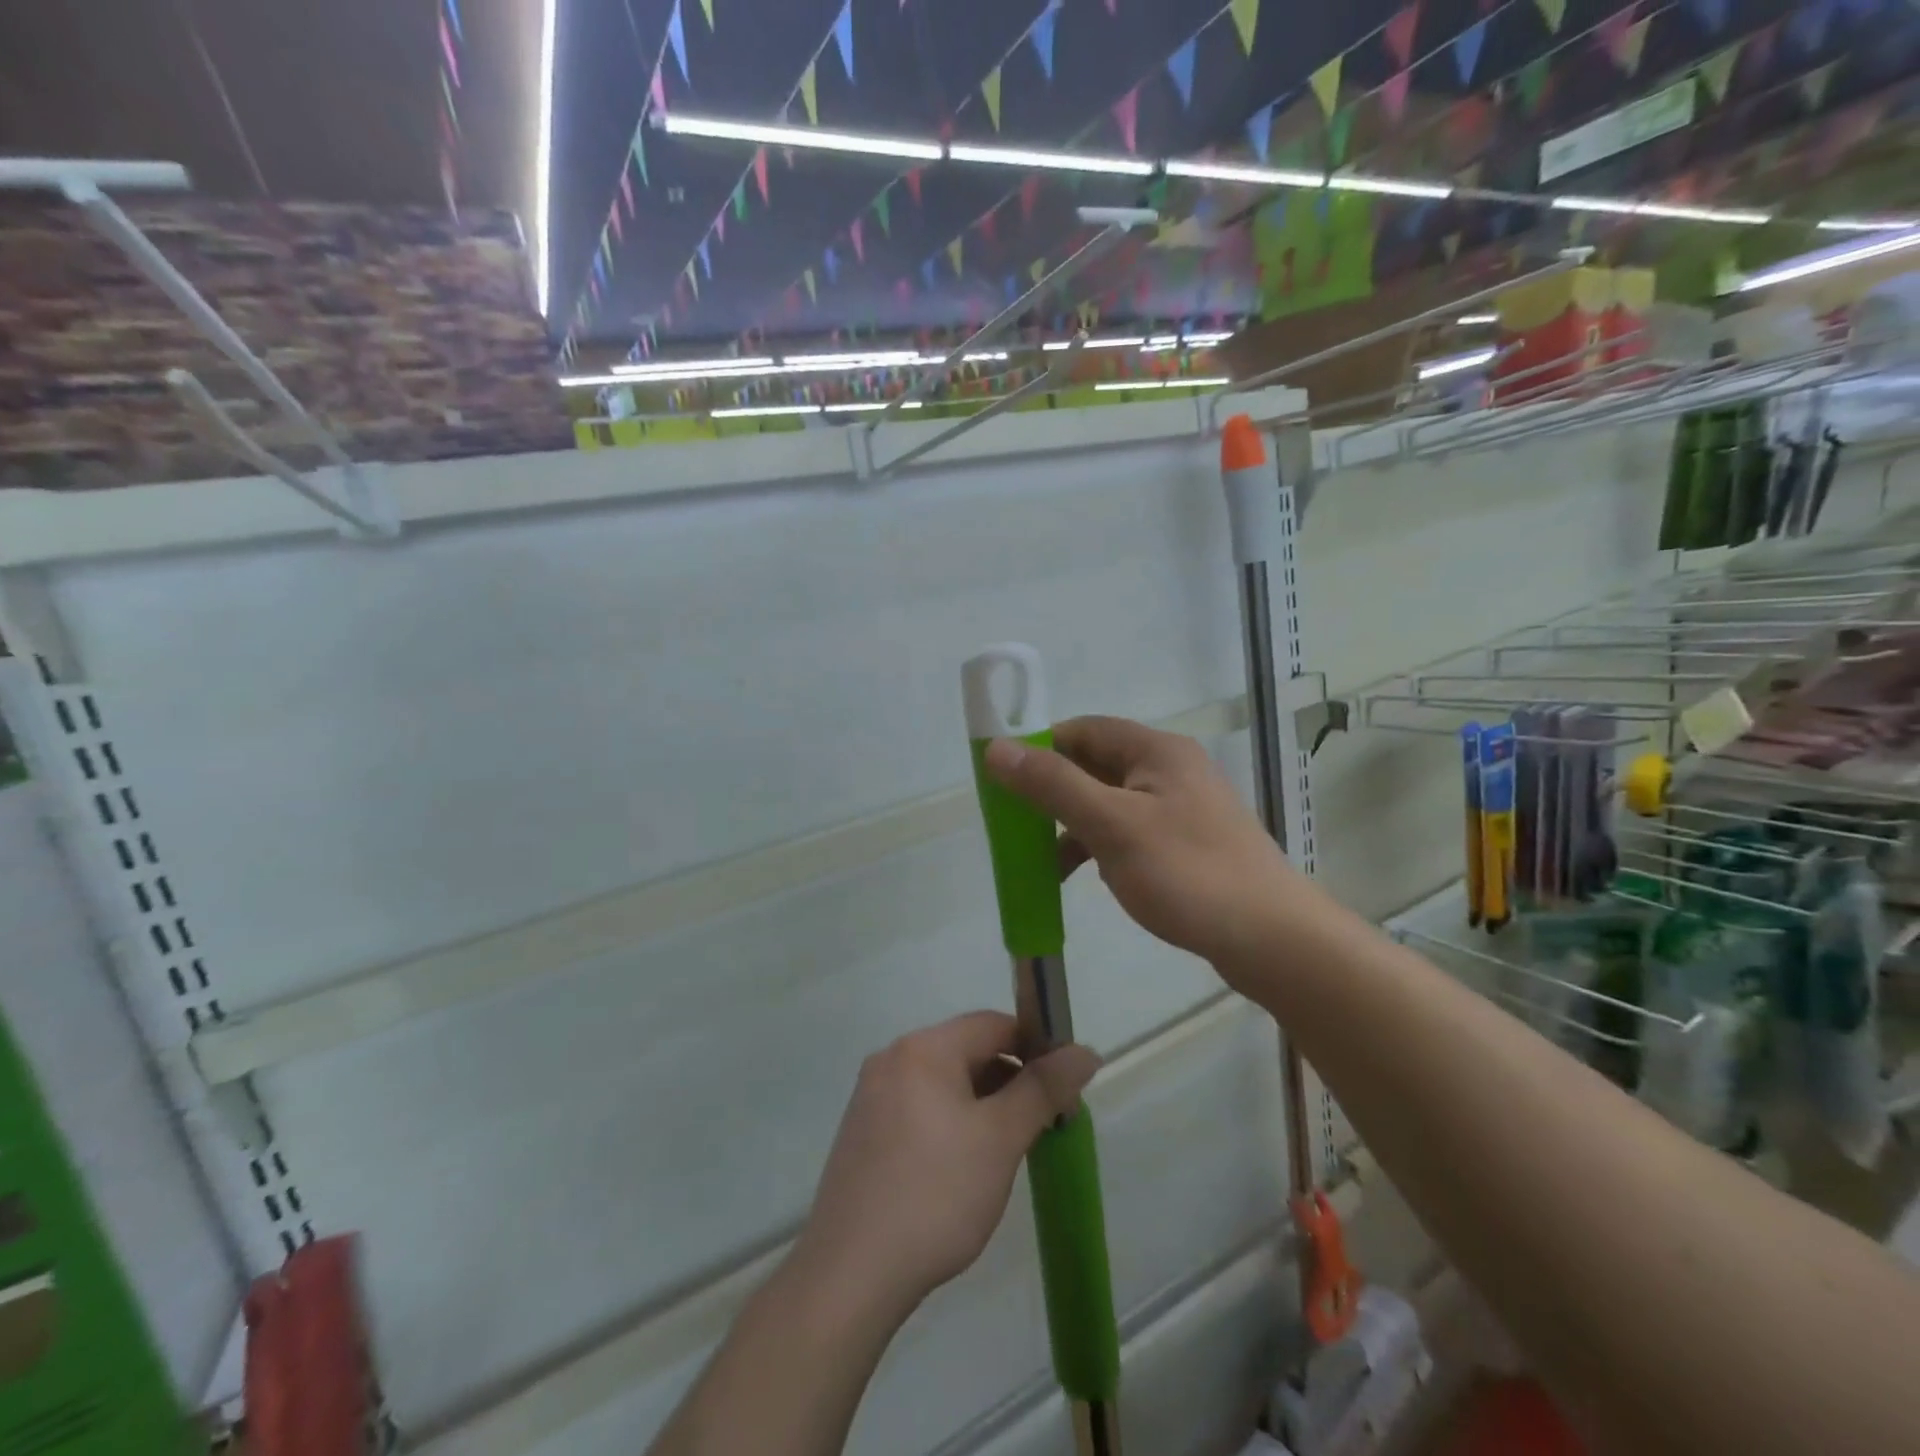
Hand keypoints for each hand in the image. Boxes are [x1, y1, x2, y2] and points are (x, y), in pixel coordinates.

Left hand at [795, 1012, 1099, 1322]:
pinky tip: (964, 1168)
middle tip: (1043, 1127)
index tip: (1064, 1090)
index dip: (1036, 1048)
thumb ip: (1043, 1089)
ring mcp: (872, 1095)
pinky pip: (920, 1107)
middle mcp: (892, 1058)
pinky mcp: (863, 1131)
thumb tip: (1085, 1051)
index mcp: (923, 1048)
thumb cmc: (935, 1195)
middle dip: (1011, 1081)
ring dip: (983, 1104)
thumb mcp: (1000, 1139)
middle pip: (967, 1050)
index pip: (994, 1024)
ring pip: (945, 1082)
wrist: (850, 1274)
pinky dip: (952, 1122)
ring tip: (1008, 1151)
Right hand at [983, 716, 1297, 973]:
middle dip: (1053, 791)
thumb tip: (997, 748)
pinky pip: (1129, 830)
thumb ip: (1052, 785)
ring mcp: (1182, 807)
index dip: (1040, 747)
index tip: (1004, 779)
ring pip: (1110, 802)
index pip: (1083, 729)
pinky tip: (1086, 875)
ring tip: (1043, 859)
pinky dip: (1100, 846)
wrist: (1272, 939)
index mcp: (1156, 750)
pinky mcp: (1187, 842)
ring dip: (1074, 824)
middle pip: (1095, 765)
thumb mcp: (1111, 825)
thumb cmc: (1187, 873)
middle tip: (1016, 822)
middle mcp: (1170, 769)